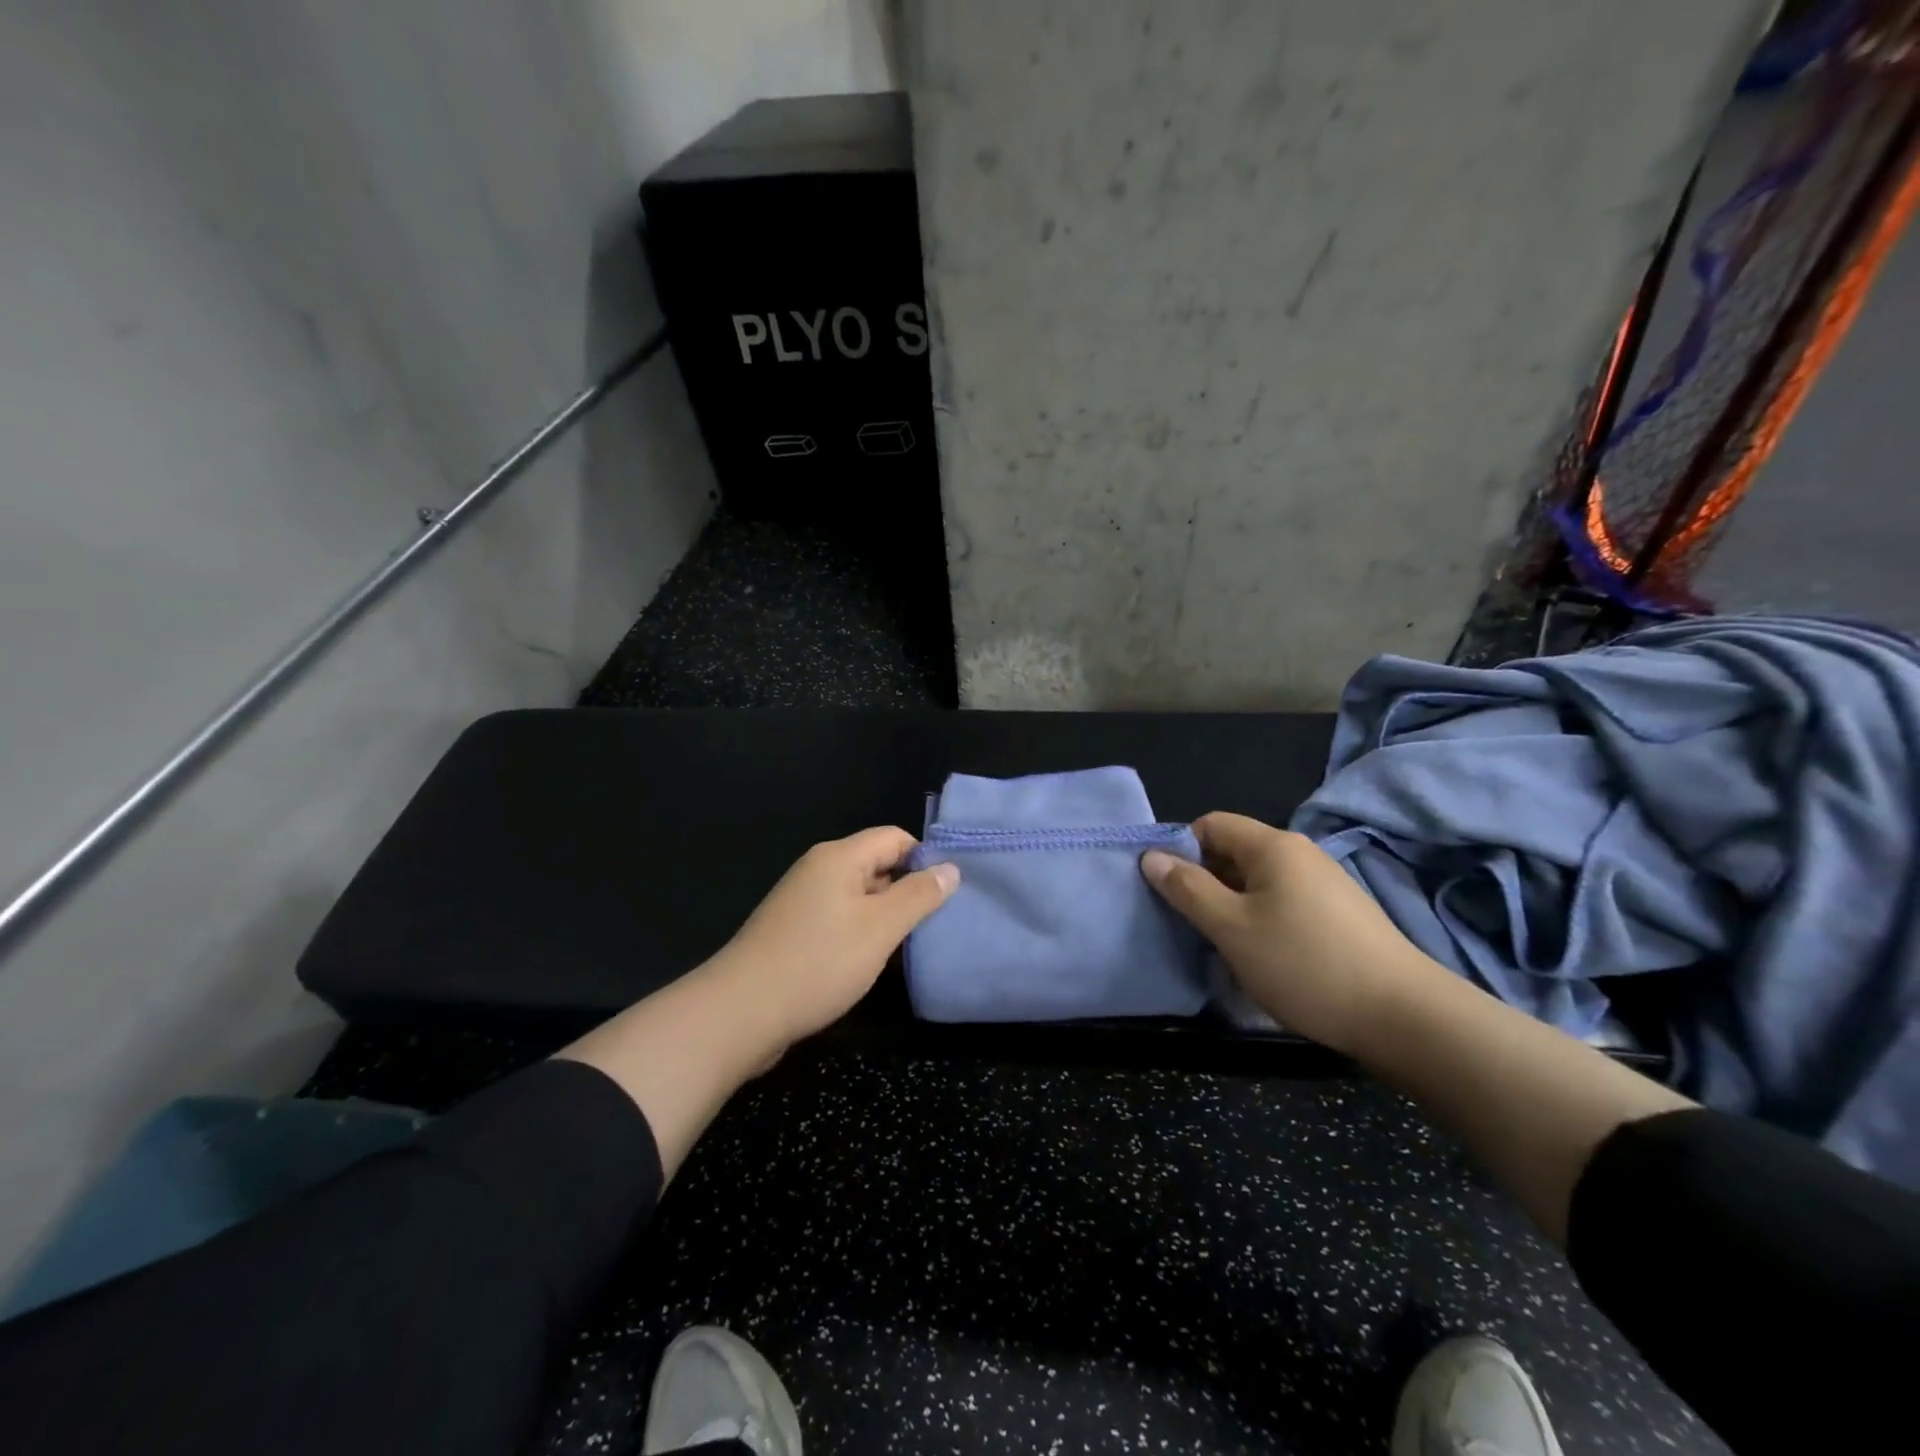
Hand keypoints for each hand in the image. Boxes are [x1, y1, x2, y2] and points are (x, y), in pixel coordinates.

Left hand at [705, 827, 959, 1049]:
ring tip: (909, 944)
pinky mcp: (793, 929)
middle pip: (876, 863)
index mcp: (839, 857)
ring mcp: (802, 899)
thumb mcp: (880, 928)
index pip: (895, 837)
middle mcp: (819, 869)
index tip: (947, 893)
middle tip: (935, 923)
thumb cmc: (819, 963)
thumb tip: (950, 868)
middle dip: (907, 889)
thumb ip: (919, 896)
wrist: (741, 1012)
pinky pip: (839, 916)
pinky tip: (870, 959)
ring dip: (884, 914)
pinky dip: (860, 931)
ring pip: (859, 894)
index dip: (924, 859)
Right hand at [1141, 812, 1437, 1053]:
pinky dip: (1261, 920)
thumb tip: (1151, 856)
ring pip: (1258, 881)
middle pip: (1234, 851)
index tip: (1167, 890)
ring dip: (1231, 905)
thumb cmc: (1305, 964)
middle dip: (1204, 881)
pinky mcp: (1340, 914)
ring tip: (1222, 945)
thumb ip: (1187, 889)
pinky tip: (1263, 957)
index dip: (1180, 849)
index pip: (1210, 824)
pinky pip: (1283, 902)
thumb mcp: (1231, 928)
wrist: (1404, 1017)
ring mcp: (1325, 883)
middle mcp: (1301, 854)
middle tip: (1188, 922)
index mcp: (1273, 846)